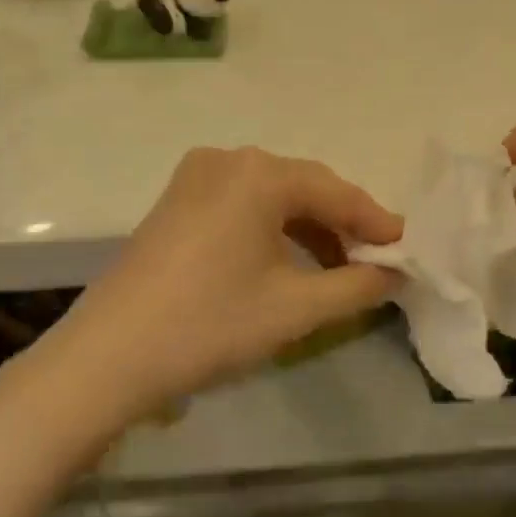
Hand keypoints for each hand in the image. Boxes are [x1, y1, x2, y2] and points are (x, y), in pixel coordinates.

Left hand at [55, 148, 403, 411]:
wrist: (108, 356)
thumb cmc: (211, 324)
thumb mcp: (296, 308)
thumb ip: (357, 286)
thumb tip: (395, 274)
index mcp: (259, 173)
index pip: (336, 192)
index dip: (375, 222)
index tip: (406, 250)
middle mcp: (227, 160)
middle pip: (303, 188)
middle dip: (342, 225)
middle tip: (376, 261)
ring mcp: (195, 178)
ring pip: (271, 197)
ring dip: (307, 229)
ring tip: (337, 268)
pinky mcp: (175, 202)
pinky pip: (241, 206)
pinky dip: (271, 230)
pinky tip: (287, 263)